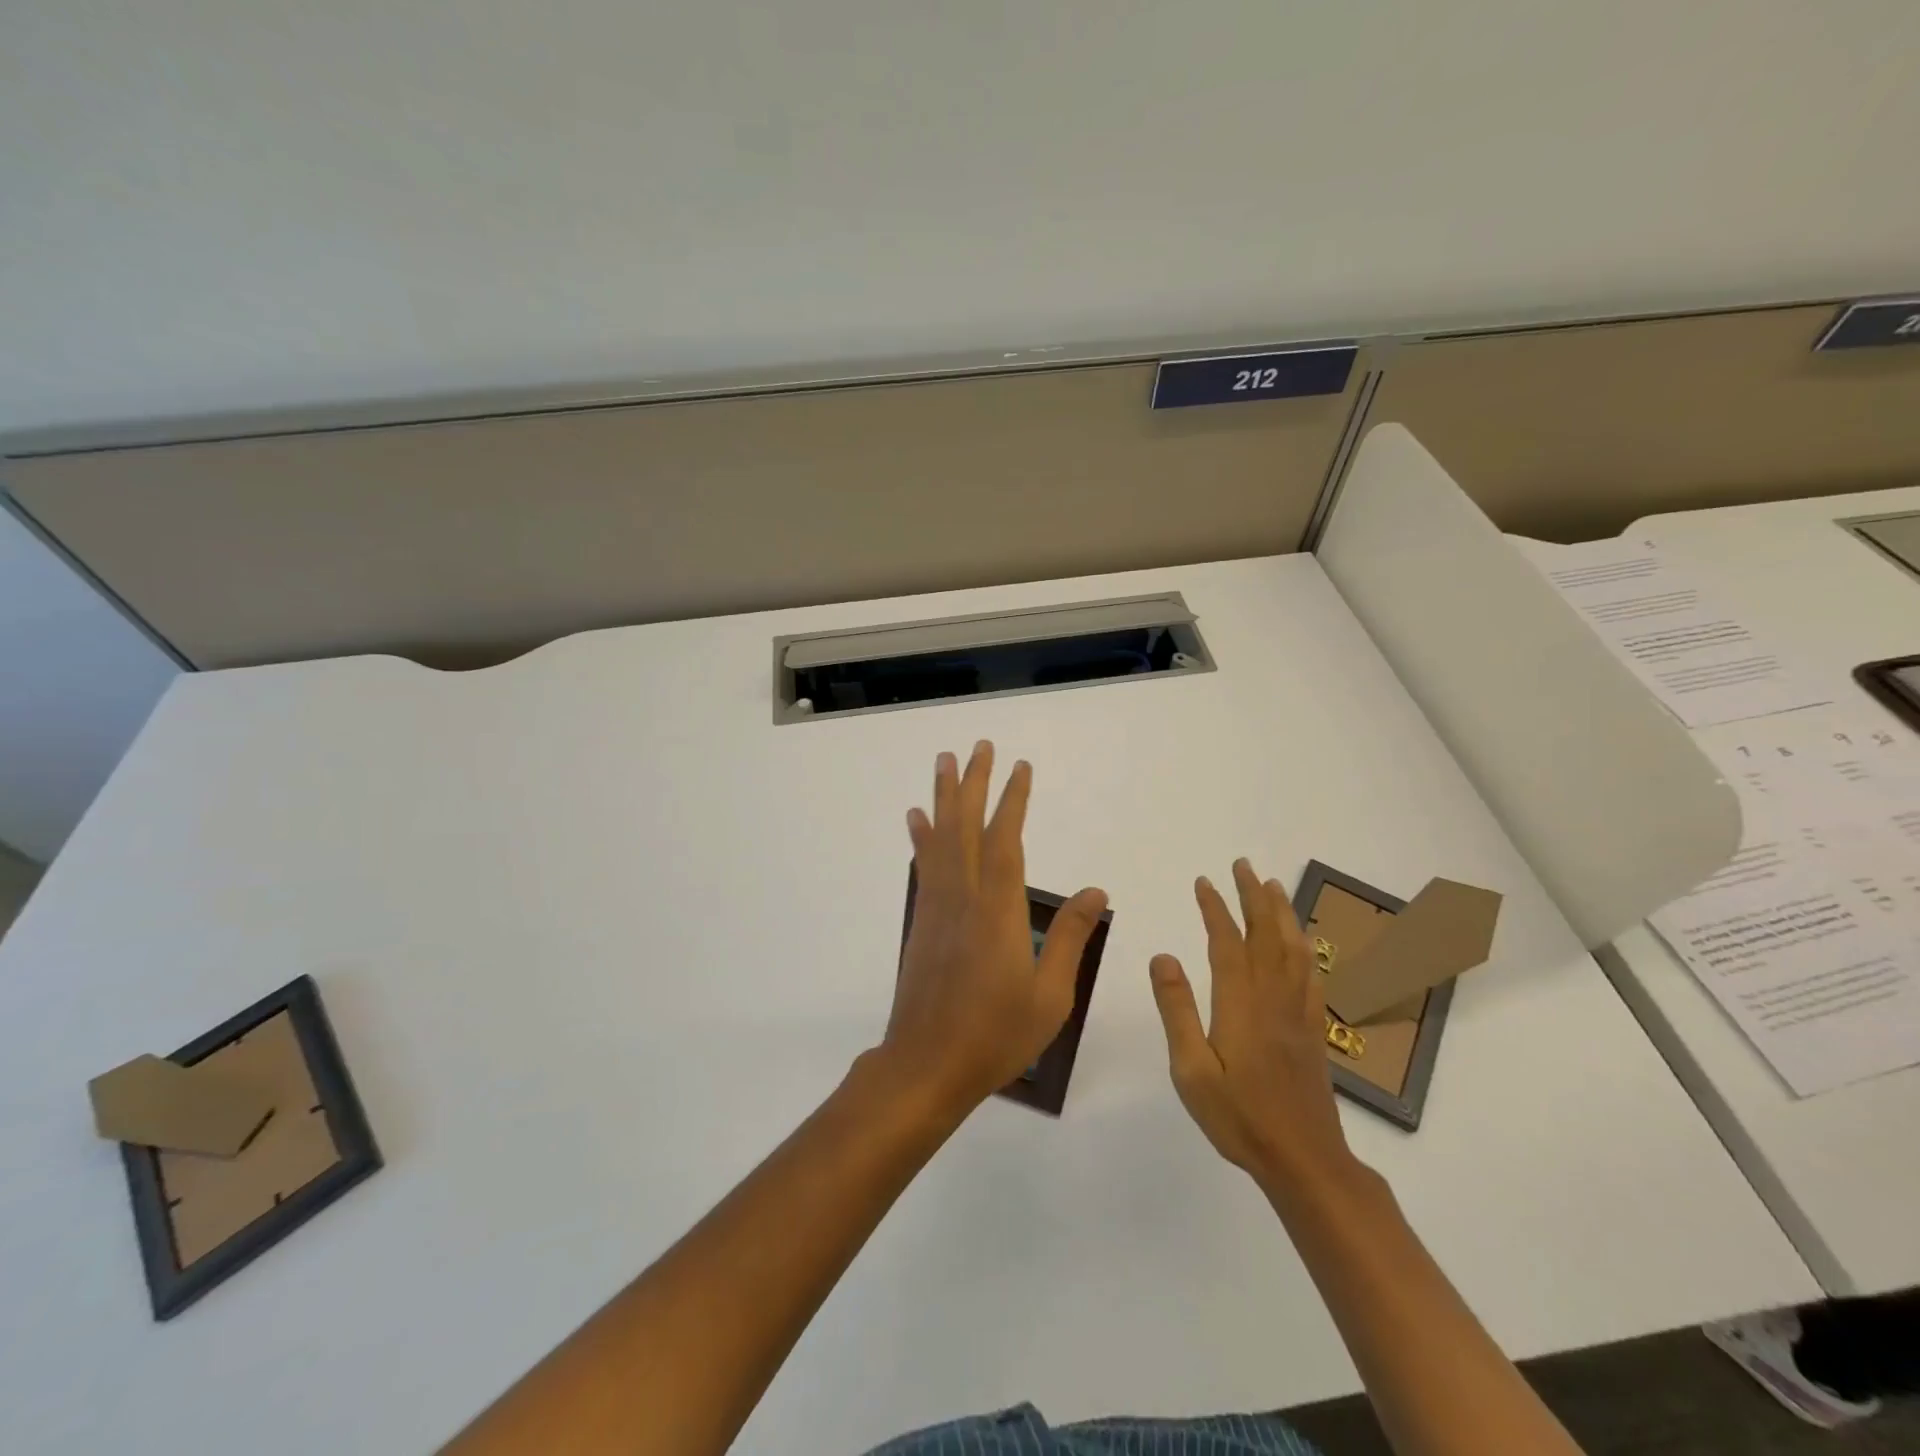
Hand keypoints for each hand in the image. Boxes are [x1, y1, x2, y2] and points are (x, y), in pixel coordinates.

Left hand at [882, 742, 1107, 1115]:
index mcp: (999, 911)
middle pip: (967, 826)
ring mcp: (937, 907)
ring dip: (943, 797)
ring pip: (940, 838)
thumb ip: (1070, 937)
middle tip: (977, 746)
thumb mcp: (1050, 995)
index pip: (1005, 840)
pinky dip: (920, 837)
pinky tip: (916, 818)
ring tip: (943, 762)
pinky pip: (923, 866)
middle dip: (974, 782)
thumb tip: (1095, 890)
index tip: (1020, 768)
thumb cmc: (996, 1034)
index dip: (1012, 800)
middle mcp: (964, 897)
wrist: (928, 1064)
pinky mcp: (922, 921)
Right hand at [1149, 858, 1355, 1191]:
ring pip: (1294, 949)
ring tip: (1273, 886)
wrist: (1304, 1160)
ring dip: (1282, 913)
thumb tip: (1162, 956)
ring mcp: (1298, 1012)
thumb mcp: (1191, 1070)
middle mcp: (1273, 998)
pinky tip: (1302, 941)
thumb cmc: (1239, 1117)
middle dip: (1253, 896)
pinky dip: (1305, 946)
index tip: (1204, 881)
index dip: (1216, 909)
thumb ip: (1177, 1010)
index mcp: (1241, 1004)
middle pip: (1266, 935)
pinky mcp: (1313, 1029)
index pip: (1227, 943)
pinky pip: (1312, 974)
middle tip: (1243, 865)